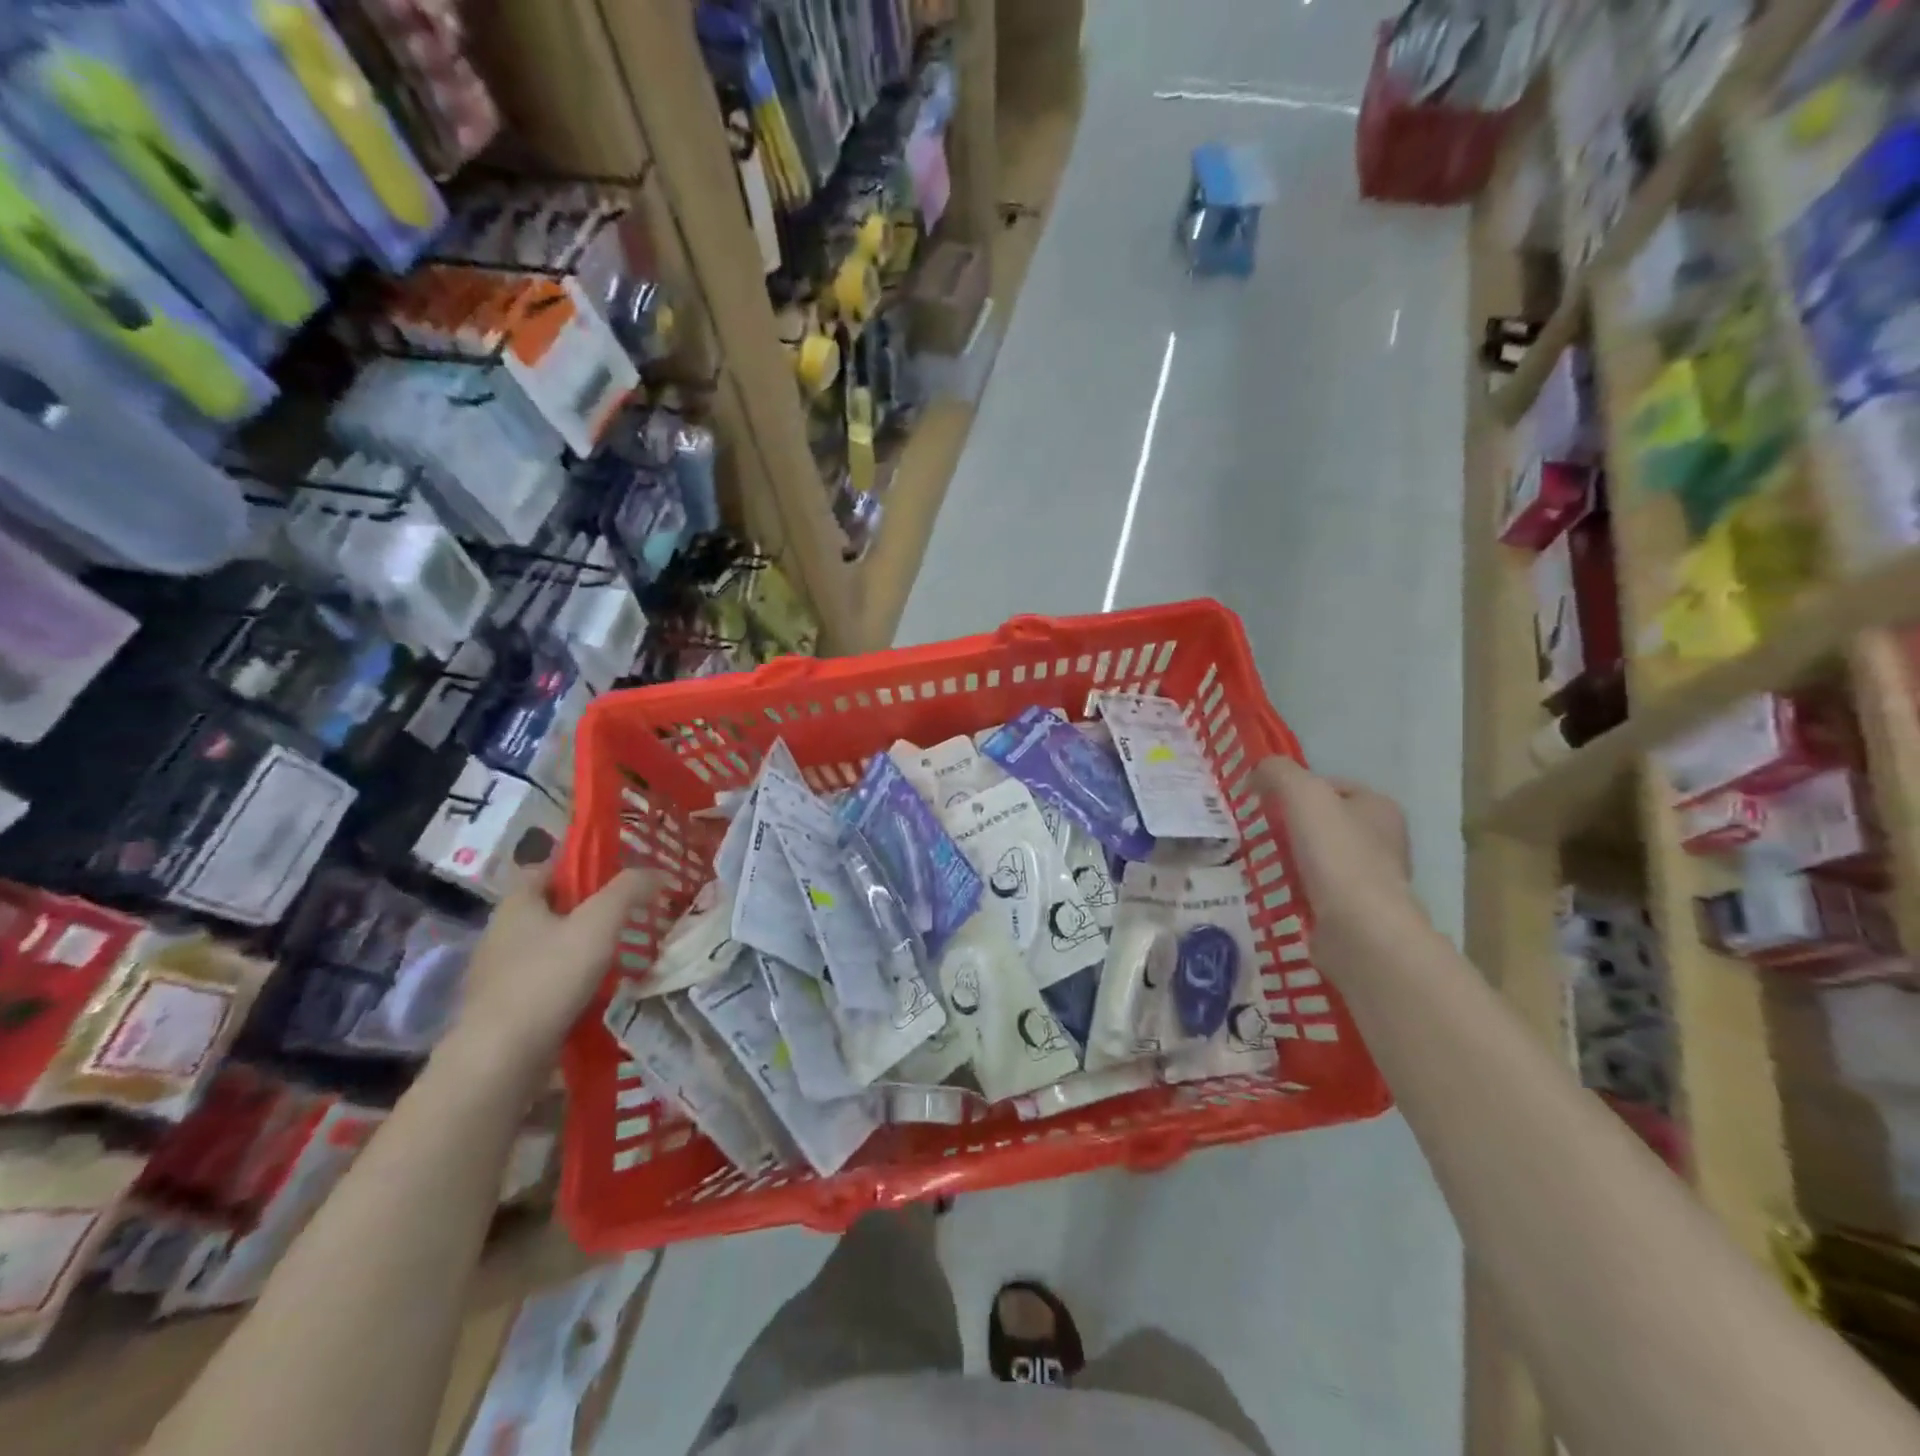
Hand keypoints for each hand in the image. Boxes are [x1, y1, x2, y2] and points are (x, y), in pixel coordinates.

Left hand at [442, 858, 663, 1078]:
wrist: (501, 1059)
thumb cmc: (549, 977)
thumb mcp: (600, 923)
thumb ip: (629, 891)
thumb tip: (655, 872)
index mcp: (516, 904)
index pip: (546, 869)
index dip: (580, 868)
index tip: (615, 878)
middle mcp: (500, 934)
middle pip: (550, 910)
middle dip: (586, 912)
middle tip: (626, 917)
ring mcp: (498, 975)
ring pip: (548, 949)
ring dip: (579, 951)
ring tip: (619, 958)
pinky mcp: (503, 1011)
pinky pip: (544, 984)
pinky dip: (569, 984)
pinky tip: (596, 994)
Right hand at [1255, 757, 1416, 927]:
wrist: (1359, 929)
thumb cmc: (1336, 854)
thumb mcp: (1302, 794)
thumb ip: (1278, 772)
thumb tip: (1257, 772)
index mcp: (1380, 807)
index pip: (1332, 786)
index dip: (1297, 788)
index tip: (1266, 803)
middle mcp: (1384, 839)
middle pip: (1325, 821)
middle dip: (1292, 825)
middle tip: (1260, 831)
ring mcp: (1372, 878)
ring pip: (1321, 856)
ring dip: (1293, 857)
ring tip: (1263, 861)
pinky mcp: (1357, 911)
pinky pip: (1319, 889)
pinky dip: (1298, 888)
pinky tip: (1277, 890)